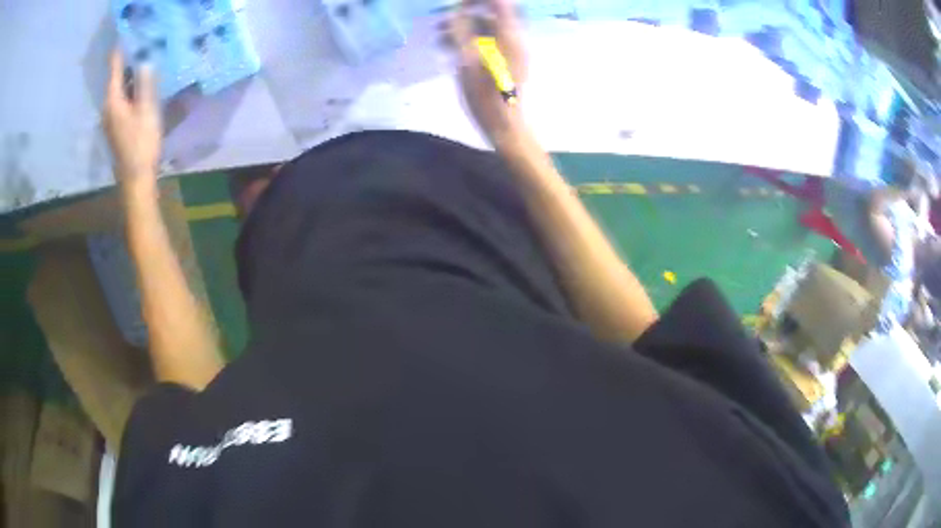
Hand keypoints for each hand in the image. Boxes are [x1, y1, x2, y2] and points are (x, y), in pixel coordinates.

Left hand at [103, 50, 161, 194]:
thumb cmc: (141, 144)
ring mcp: (111, 118)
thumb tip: (144, 60)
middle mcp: (108, 107)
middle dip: (127, 60)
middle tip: (143, 42)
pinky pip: (122, 99)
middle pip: (116, 77)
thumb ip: (145, 83)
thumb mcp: (146, 110)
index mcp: (113, 100)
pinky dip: (131, 88)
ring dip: (130, 75)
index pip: (114, 67)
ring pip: (120, 88)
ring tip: (145, 59)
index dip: (120, 50)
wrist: (135, 179)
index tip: (127, 32)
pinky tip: (142, 86)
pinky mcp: (116, 126)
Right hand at [447, 0, 527, 148]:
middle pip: (491, 14)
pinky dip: (469, 41)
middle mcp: (514, 38)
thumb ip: (461, 32)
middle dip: (466, 13)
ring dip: (463, 28)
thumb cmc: (486, 95)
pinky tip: (449, 49)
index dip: (477, 0)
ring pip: (486, 30)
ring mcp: (511, 51)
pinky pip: (487, 43)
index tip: (457, 3)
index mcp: (510, 34)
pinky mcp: (505, 62)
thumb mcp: (468, 61)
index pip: (499, 2)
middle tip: (442, 21)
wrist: (505, 126)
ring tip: (439, 37)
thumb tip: (456, 11)